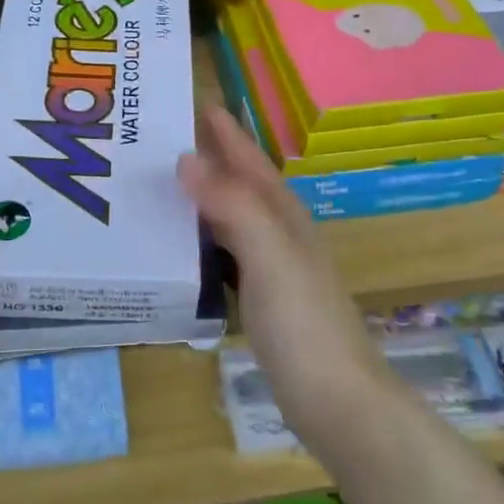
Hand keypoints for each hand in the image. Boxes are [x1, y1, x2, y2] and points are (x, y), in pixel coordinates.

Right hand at [179, 105, 389, 447]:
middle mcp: (280, 235)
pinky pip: (227, 253)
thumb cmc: (303, 324)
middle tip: (166, 140)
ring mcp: (274, 269)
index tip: (198, 103)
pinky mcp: (264, 300)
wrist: (337, 400)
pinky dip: (205, 239)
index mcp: (283, 217)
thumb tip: (186, 159)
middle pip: (241, 185)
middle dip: (211, 159)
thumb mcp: (268, 256)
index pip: (250, 162)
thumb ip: (231, 205)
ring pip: (233, 218)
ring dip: (205, 197)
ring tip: (167, 185)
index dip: (226, 134)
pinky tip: (185, 247)